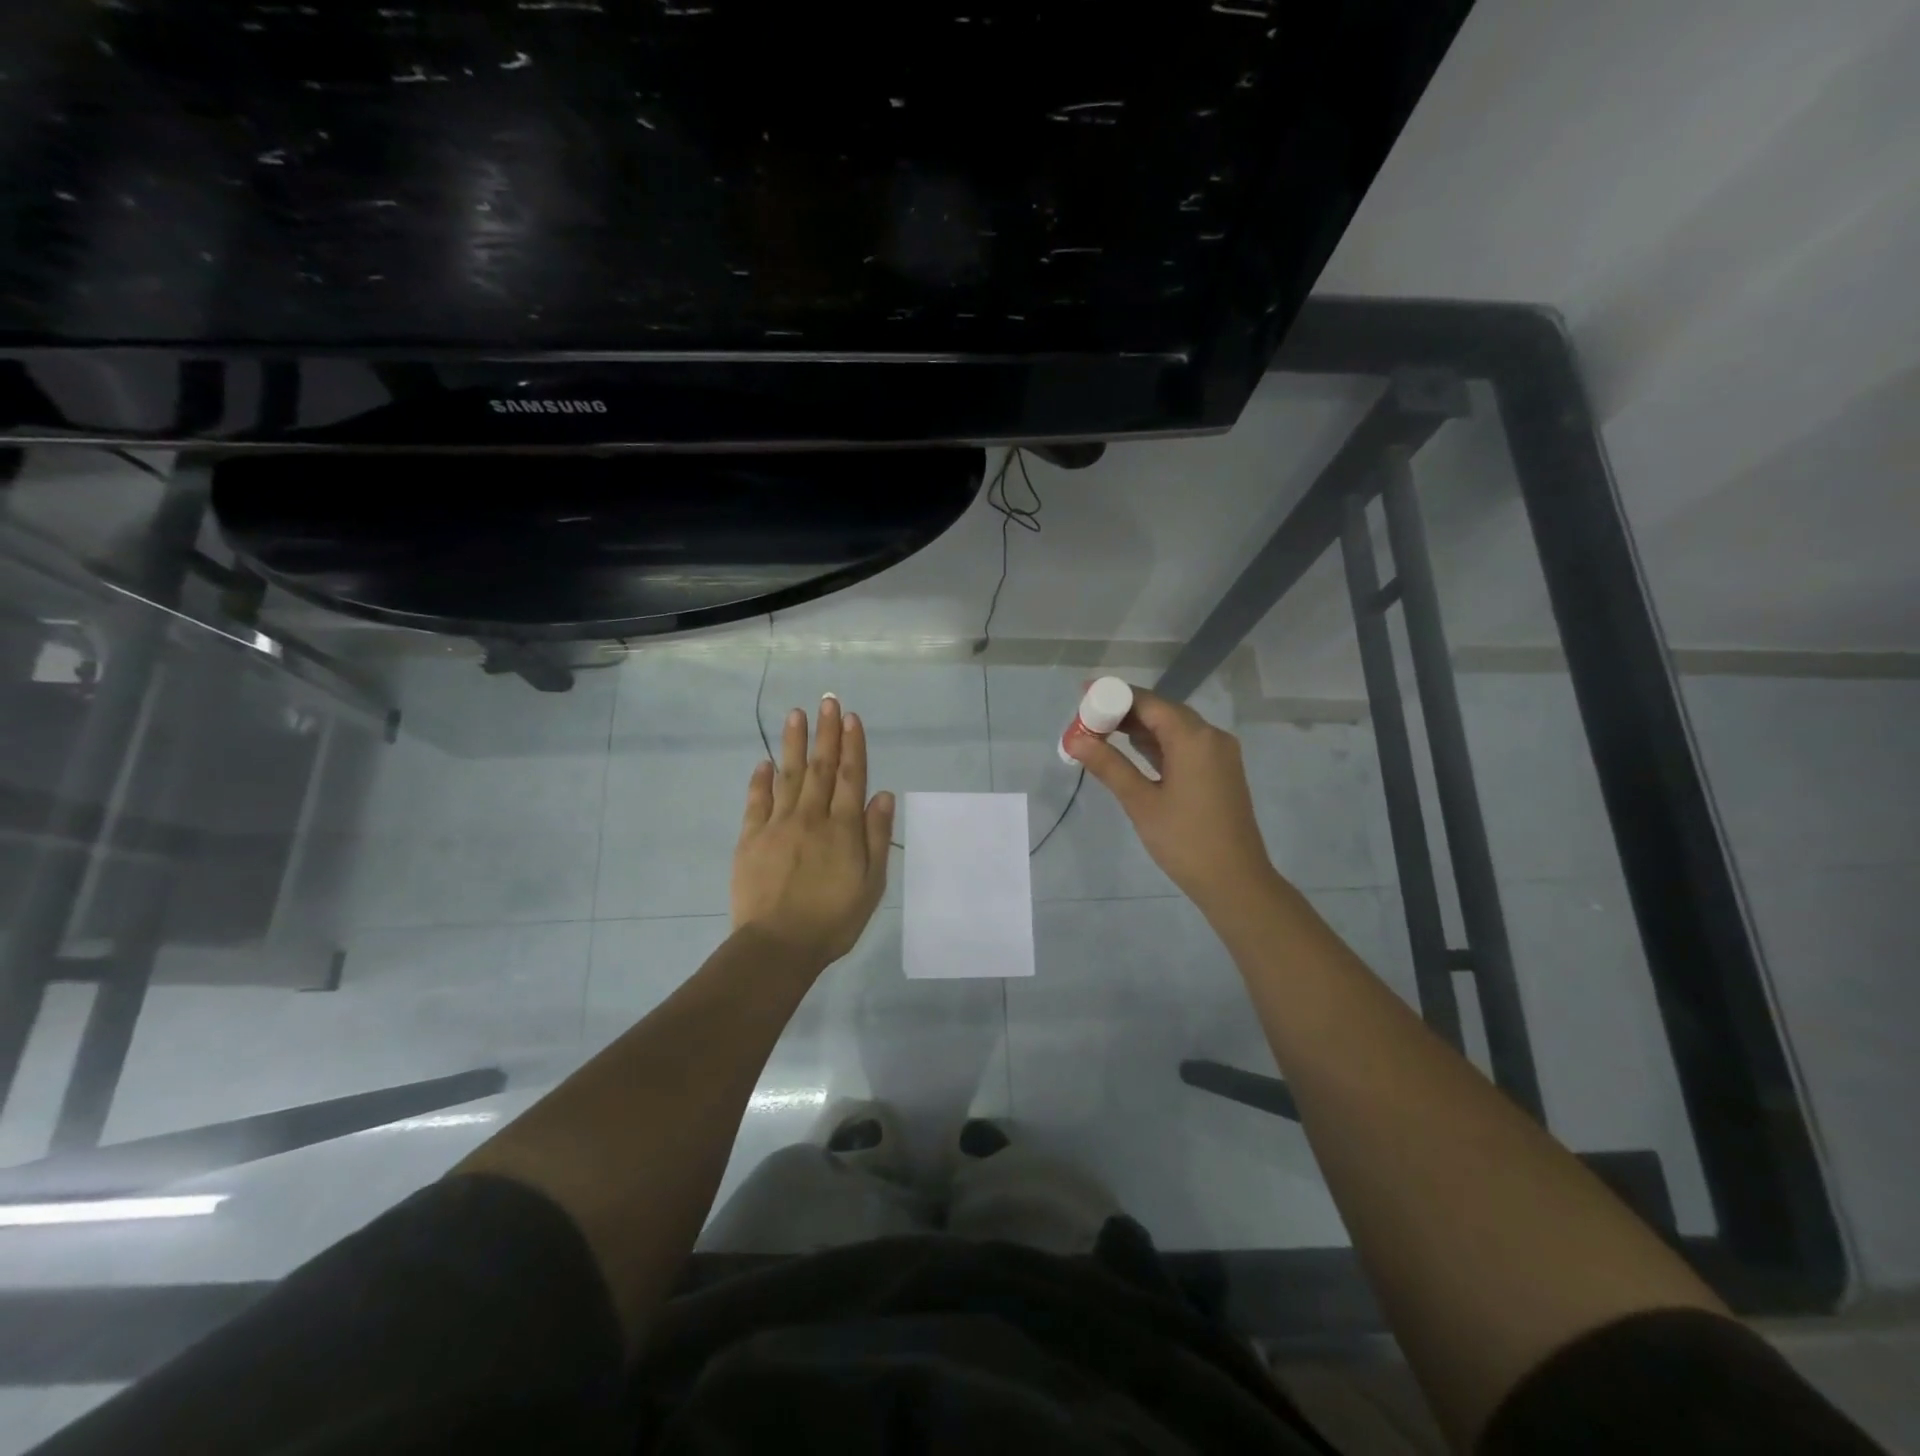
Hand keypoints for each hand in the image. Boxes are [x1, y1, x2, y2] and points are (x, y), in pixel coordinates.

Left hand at [732, 696, 895, 965]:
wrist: (778, 946)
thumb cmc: (833, 919)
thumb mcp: (871, 885)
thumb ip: (876, 837)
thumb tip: (882, 794)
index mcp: (843, 828)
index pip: (851, 777)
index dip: (853, 745)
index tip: (850, 717)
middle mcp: (811, 817)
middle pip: (821, 767)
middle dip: (826, 733)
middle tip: (827, 700)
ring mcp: (777, 825)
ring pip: (788, 775)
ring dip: (793, 743)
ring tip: (795, 714)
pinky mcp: (750, 838)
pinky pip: (756, 801)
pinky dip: (760, 780)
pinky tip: (764, 762)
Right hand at [1067, 686, 1277, 915]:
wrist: (1235, 882)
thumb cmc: (1185, 841)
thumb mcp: (1141, 802)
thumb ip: (1108, 765)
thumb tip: (1074, 739)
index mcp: (1194, 738)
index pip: (1148, 702)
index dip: (1114, 695)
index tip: (1082, 696)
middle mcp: (1211, 736)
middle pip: (1162, 711)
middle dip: (1123, 711)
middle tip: (1086, 719)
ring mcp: (1219, 754)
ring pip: (1174, 727)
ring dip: (1139, 728)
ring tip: (1100, 733)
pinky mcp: (1220, 771)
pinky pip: (1184, 744)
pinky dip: (1158, 743)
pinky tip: (1132, 750)